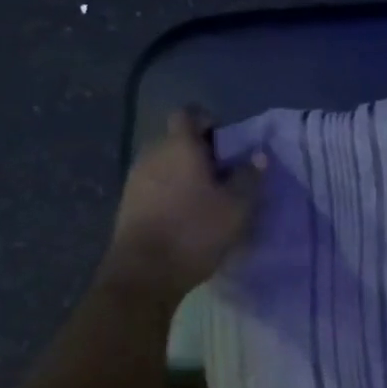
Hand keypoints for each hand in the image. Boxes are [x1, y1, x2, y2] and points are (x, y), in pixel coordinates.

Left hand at [104, 108, 263, 300]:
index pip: (188, 114)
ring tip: (206, 198)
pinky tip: (185, 216)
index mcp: (179, 146)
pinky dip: (170, 192)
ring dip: (184, 173)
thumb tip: (259, 155)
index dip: (208, 121)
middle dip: (199, 151)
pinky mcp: (127, 204)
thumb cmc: (195, 231)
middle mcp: (152, 154)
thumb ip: (249, 177)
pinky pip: (154, 185)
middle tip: (223, 174)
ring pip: (165, 164)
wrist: (143, 274)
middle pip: (177, 140)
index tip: (226, 143)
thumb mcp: (236, 207)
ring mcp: (135, 179)